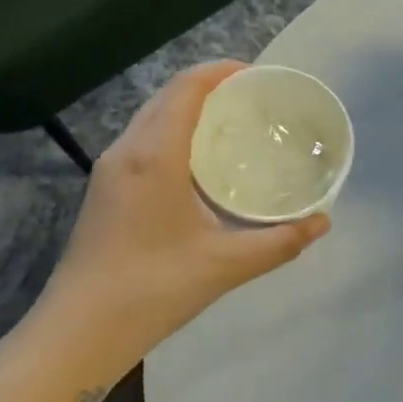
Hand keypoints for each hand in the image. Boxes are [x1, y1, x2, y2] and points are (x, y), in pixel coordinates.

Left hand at [47, 62, 330, 353]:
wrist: (79, 330)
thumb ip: (279, 242)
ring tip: (230, 124)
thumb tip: (322, 222)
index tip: (258, 76)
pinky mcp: (104, 188)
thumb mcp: (225, 265)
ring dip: (188, 108)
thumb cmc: (153, 288)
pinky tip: (197, 161)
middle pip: (168, 95)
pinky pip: (142, 139)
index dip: (221, 71)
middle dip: (209, 86)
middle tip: (253, 100)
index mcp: (154, 154)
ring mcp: (109, 169)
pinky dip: (172, 131)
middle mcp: (127, 149)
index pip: (187, 87)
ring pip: (151, 116)